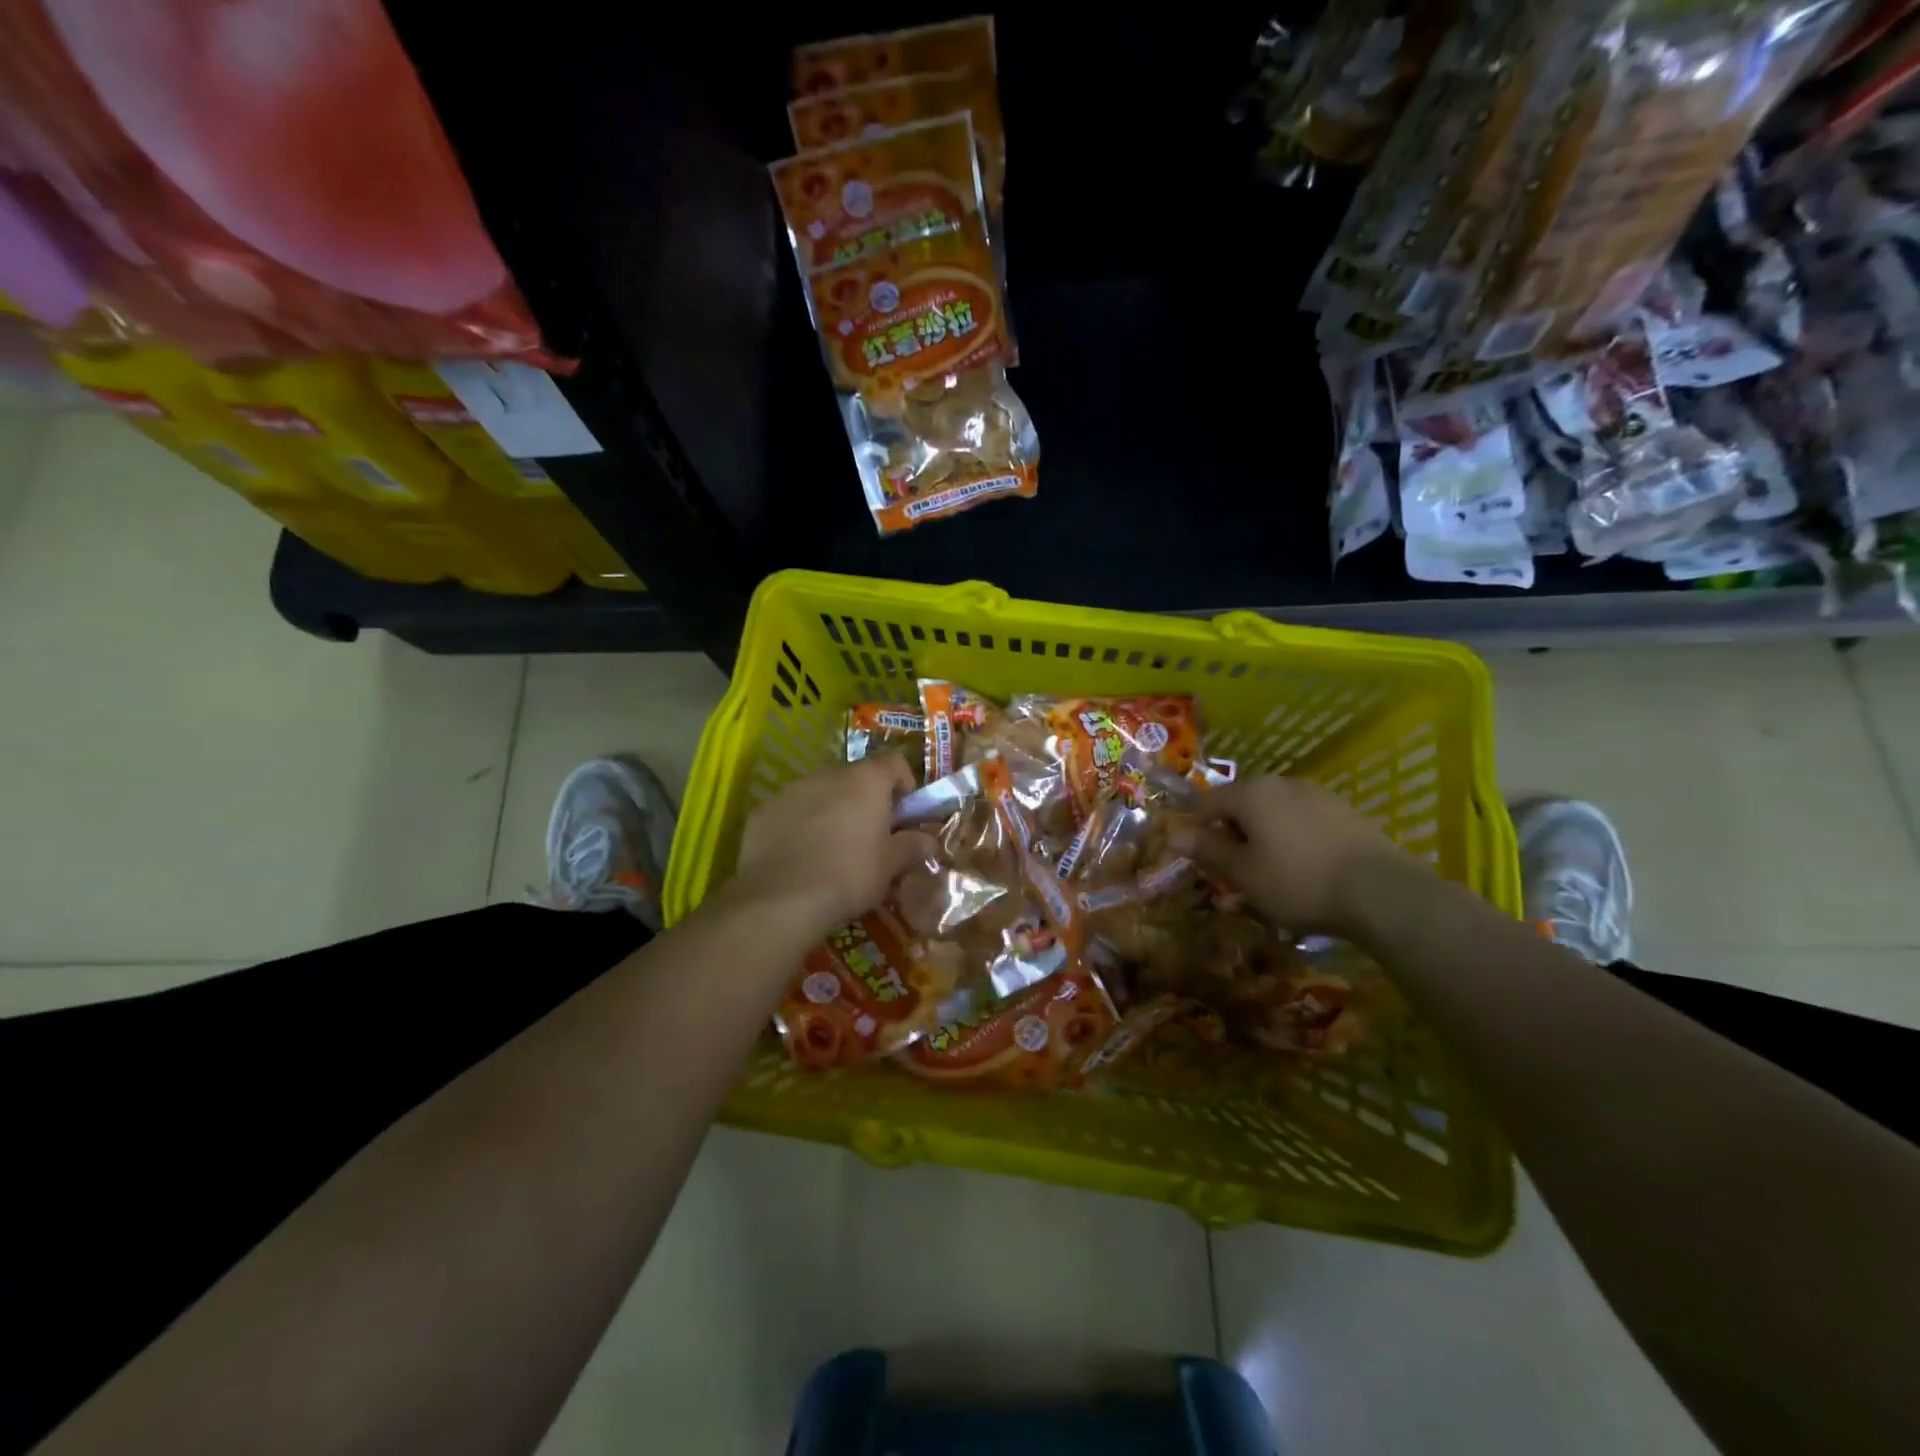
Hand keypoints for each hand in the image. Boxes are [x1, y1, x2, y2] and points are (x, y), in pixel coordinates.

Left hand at [723, 757, 936, 938]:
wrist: (782, 899)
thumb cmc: (850, 875)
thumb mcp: (891, 865)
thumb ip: (912, 846)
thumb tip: (927, 841)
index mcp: (866, 780)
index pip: (895, 764)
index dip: (905, 786)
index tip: (905, 816)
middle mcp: (828, 774)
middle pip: (856, 778)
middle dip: (866, 802)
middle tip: (870, 837)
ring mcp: (792, 790)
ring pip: (821, 793)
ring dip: (832, 811)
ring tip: (832, 850)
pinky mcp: (763, 811)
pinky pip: (791, 811)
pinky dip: (800, 826)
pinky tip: (800, 858)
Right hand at [1174, 774, 1416, 933]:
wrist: (1381, 892)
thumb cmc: (1298, 881)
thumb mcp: (1244, 873)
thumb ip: (1208, 851)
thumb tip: (1175, 836)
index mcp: (1251, 793)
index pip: (1206, 803)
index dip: (1194, 829)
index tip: (1193, 858)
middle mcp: (1282, 783)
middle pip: (1242, 804)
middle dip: (1230, 833)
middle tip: (1230, 869)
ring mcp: (1317, 795)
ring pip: (1274, 812)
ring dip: (1262, 836)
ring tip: (1267, 873)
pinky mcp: (1345, 812)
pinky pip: (1302, 821)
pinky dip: (1292, 839)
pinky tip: (1301, 869)